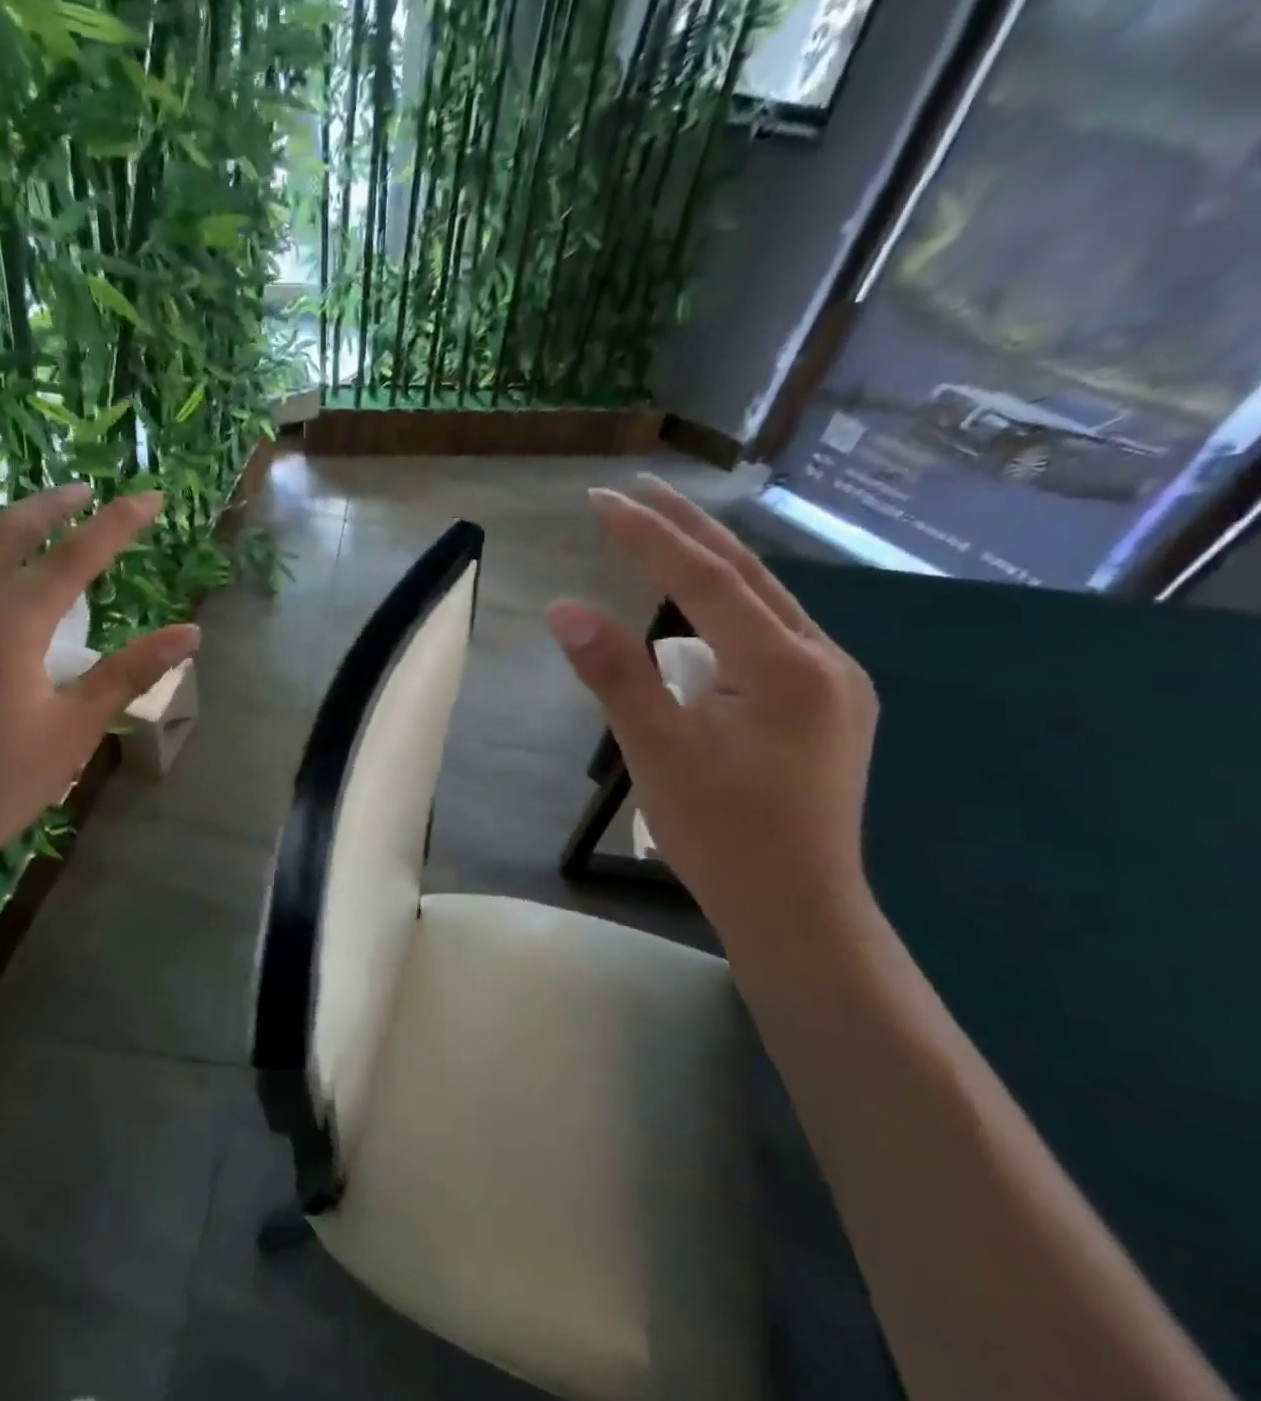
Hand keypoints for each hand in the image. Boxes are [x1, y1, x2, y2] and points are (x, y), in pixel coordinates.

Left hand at [0, 485, 198, 887]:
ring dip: (16, 548)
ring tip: (51, 555)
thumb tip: (190, 632)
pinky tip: (2, 634)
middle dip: (50, 505)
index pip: (73, 557)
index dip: (117, 523)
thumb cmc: (1, 784)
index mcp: (7, 628)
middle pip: (6, 534)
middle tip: (85, 491)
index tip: (151, 496)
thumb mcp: (76, 729)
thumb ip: (131, 671)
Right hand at [545, 478, 877, 933]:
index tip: (601, 499)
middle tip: (637, 488)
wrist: (798, 912)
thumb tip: (564, 608)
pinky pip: (774, 636)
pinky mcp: (829, 708)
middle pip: (747, 575)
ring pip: (766, 603)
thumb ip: (615, 674)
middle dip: (688, 528)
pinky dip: (729, 610)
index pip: (705, 579)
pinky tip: (704, 616)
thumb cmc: (723, 835)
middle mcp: (824, 659)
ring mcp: (836, 683)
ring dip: (710, 566)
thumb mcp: (656, 752)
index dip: (649, 535)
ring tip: (662, 536)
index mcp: (785, 666)